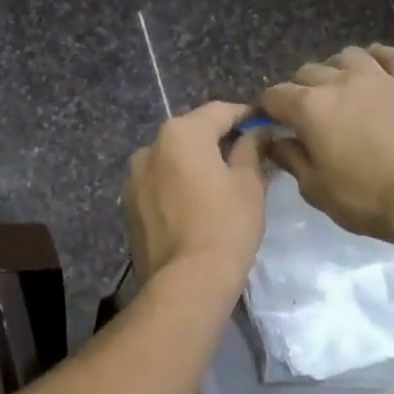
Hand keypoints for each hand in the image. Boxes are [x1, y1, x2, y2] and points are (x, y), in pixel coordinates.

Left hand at [124, 102, 268, 295]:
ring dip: (195, 164)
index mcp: (180, 134)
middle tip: (247, 155)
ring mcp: (134, 178)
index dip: (246, 115)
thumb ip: (252, 148)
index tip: (264, 124)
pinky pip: (159, 185)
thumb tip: (258, 132)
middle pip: (191, 134)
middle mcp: (150, 148)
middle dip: (218, 140)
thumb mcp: (249, 183)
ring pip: (172, 161)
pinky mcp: (129, 206)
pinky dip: (178, 186)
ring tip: (221, 183)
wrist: (186, 282)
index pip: (219, 111)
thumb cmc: (226, 225)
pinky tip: (196, 205)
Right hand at [261, 45, 393, 243]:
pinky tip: (376, 67)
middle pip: (308, 72)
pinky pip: (392, 55)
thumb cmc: (367, 198)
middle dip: (299, 89)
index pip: (275, 95)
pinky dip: (378, 57)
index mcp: (310, 109)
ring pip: (348, 56)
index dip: (268, 108)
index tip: (271, 122)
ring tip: (340, 87)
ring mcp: (380, 77)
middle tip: (305, 112)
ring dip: (336, 68)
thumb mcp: (317, 190)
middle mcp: (340, 82)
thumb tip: (276, 141)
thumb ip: (292, 160)